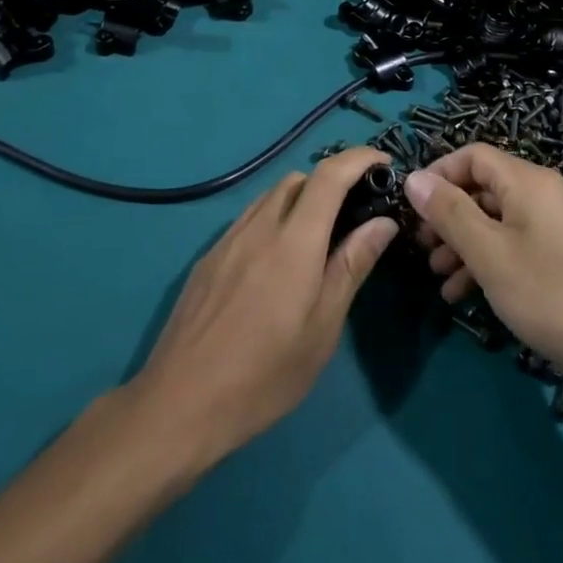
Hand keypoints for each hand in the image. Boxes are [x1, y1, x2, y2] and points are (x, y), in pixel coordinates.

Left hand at [126, 148, 400, 470]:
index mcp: (293, 242)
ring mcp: (227, 240)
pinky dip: (273, 219)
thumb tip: (383, 223)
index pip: (329, 175)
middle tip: (354, 215)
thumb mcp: (322, 328)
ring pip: (270, 196)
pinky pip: (248, 219)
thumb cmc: (264, 375)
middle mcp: (258, 227)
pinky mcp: (208, 258)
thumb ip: (352, 266)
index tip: (384, 162)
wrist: (179, 403)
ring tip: (318, 238)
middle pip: (298, 179)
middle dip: (331, 182)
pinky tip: (277, 262)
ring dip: (300, 200)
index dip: (359, 158)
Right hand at [404, 145, 562, 413]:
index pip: (473, 155)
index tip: (411, 206)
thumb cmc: (550, 294)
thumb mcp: (489, 253)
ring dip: (461, 244)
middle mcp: (543, 197)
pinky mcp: (559, 263)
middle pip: (483, 189)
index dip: (439, 174)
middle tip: (420, 246)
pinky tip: (460, 294)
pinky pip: (512, 249)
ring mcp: (553, 231)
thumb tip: (413, 178)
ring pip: (494, 223)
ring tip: (436, 275)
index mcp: (529, 182)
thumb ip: (449, 212)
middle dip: (447, 215)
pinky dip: (484, 264)